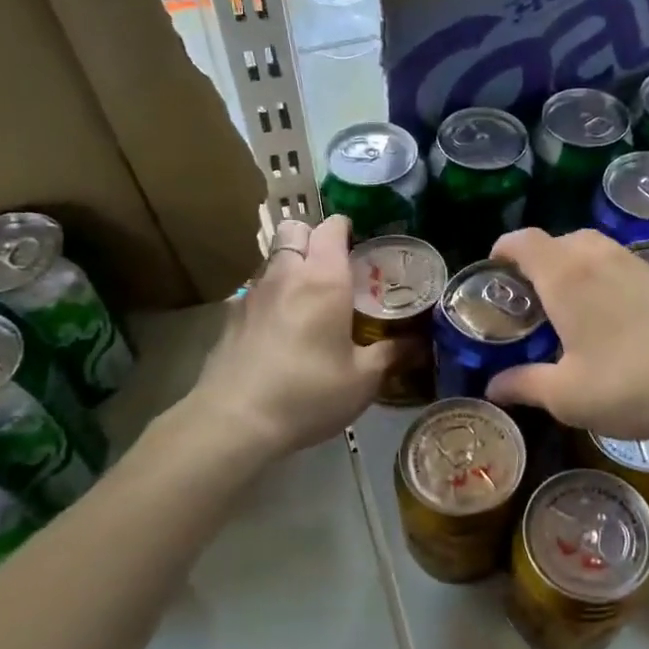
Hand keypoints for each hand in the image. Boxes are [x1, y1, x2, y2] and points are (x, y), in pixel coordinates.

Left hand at [190, 216, 394, 454]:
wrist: (235, 420)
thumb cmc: (309, 394)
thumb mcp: (363, 380)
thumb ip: (390, 354)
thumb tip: (418, 344)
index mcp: (323, 280)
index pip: (331, 229)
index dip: (345, 228)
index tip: (359, 243)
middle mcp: (285, 275)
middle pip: (294, 230)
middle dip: (313, 238)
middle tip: (332, 267)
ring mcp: (252, 293)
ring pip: (272, 258)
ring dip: (290, 265)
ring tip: (307, 299)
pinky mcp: (229, 316)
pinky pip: (254, 289)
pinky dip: (270, 295)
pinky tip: (278, 328)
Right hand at [486, 202, 648, 444]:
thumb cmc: (628, 387)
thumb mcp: (566, 395)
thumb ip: (525, 385)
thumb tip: (493, 387)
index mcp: (565, 278)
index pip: (524, 242)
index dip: (505, 249)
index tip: (496, 268)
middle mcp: (601, 257)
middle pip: (562, 241)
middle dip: (543, 261)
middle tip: (536, 297)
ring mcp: (644, 263)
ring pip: (604, 242)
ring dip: (583, 254)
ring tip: (576, 282)